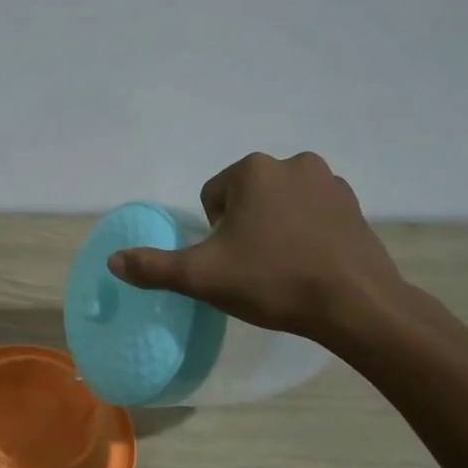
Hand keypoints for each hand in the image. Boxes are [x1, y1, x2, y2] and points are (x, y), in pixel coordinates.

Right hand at [106, 151, 410, 348]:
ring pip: (280, 204)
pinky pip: (313, 213)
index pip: (212, 197)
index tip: (231, 261)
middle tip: (254, 267)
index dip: (214, 233)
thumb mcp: (201, 277)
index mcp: (252, 171)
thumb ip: (153, 267)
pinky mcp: (354, 204)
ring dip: (274, 228)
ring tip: (283, 267)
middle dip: (244, 227)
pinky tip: (310, 263)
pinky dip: (305, 232)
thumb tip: (112, 262)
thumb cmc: (272, 281)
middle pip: (246, 197)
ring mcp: (329, 182)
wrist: (354, 304)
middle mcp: (292, 163)